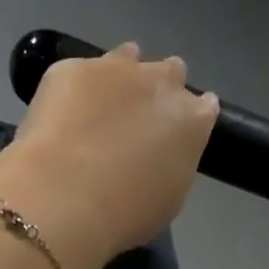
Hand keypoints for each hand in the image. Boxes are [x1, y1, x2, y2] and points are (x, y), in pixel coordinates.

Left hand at [0, 43, 218, 268]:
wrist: (67, 195)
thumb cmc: (129, 211)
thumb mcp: (171, 197)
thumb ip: (175, 163)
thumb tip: (165, 154)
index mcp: (192, 119)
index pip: (205, 106)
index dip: (191, 117)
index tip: (178, 133)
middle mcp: (161, 82)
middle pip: (171, 71)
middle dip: (160, 89)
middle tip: (140, 119)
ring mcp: (115, 68)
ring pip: (127, 57)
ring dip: (122, 75)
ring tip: (103, 105)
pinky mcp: (71, 67)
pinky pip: (80, 72)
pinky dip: (76, 90)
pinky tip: (63, 116)